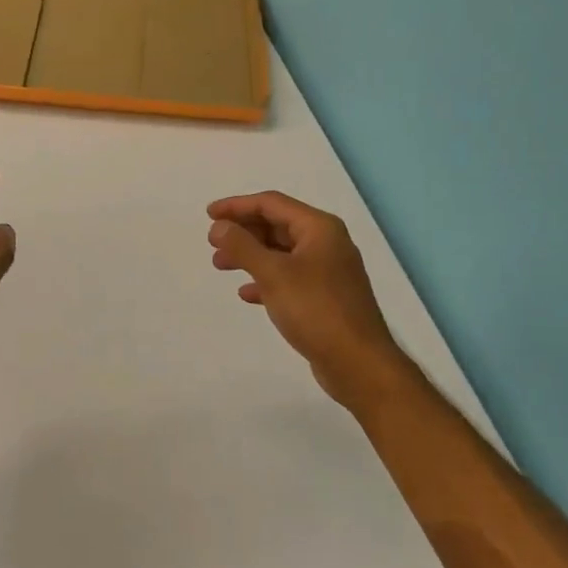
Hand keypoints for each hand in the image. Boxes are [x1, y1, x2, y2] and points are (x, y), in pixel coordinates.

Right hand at [207, 190, 410, 408]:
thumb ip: (243, 246)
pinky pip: (289, 278)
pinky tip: (246, 293)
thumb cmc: (316, 310)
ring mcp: (328, 271)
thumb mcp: (273, 274)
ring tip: (221, 265)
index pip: (271, 204)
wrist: (358, 363)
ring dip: (250, 255)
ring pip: (281, 253)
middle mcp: (327, 243)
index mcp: (319, 228)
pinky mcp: (325, 297)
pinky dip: (266, 280)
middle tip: (213, 242)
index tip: (209, 215)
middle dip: (243, 231)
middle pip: (277, 225)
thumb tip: (219, 226)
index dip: (237, 206)